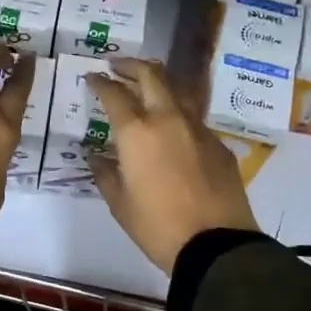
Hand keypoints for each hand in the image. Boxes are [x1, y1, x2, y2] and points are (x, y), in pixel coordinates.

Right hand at [87, 58, 259, 273]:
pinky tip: (174, 129)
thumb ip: (105, 174)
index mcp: (137, 133)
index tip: (92, 78)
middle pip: (152, 76)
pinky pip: (195, 118)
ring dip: (159, 83)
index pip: (114, 94)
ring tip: (147, 87)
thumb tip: (96, 156)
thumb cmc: (158, 226)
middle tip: (118, 67)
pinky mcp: (218, 144)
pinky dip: (179, 113)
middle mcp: (168, 119)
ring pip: (178, 90)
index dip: (100, 82)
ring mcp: (198, 129)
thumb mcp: (120, 204)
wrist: (216, 245)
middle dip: (132, 66)